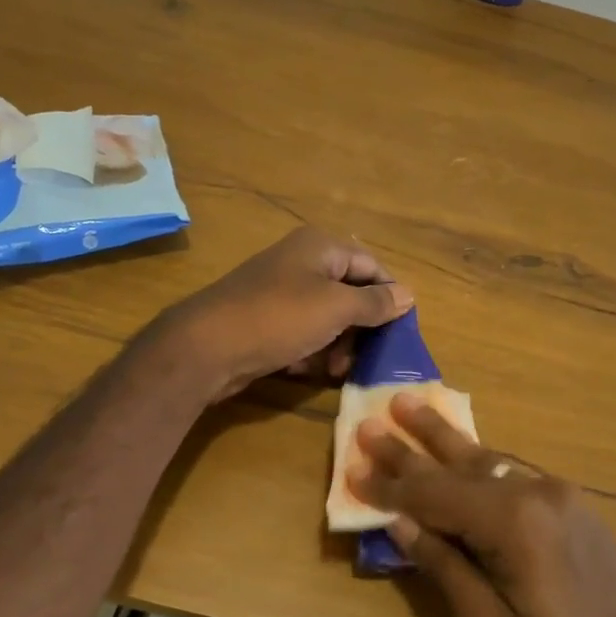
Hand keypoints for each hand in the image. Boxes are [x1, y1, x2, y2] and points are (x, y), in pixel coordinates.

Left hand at [163, 227, 413, 400]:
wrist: (207, 346)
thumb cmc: (280, 318)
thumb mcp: (337, 308)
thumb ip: (376, 302)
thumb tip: (408, 295)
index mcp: (321, 247)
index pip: (372, 266)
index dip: (389, 297)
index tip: (399, 332)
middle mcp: (302, 262)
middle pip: (350, 293)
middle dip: (361, 328)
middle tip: (365, 358)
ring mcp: (281, 291)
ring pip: (327, 317)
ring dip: (337, 345)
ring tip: (333, 369)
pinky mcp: (266, 320)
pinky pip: (302, 332)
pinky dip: (309, 350)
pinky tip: (304, 369)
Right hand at [348, 393, 615, 616]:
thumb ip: (446, 569)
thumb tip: (402, 523)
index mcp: (514, 522)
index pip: (434, 495)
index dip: (390, 486)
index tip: (352, 469)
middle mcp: (536, 492)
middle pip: (459, 464)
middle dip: (411, 445)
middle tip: (372, 419)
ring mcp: (559, 494)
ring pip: (488, 459)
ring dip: (444, 439)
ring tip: (410, 406)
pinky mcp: (572, 505)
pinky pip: (512, 473)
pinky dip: (477, 462)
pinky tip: (462, 451)